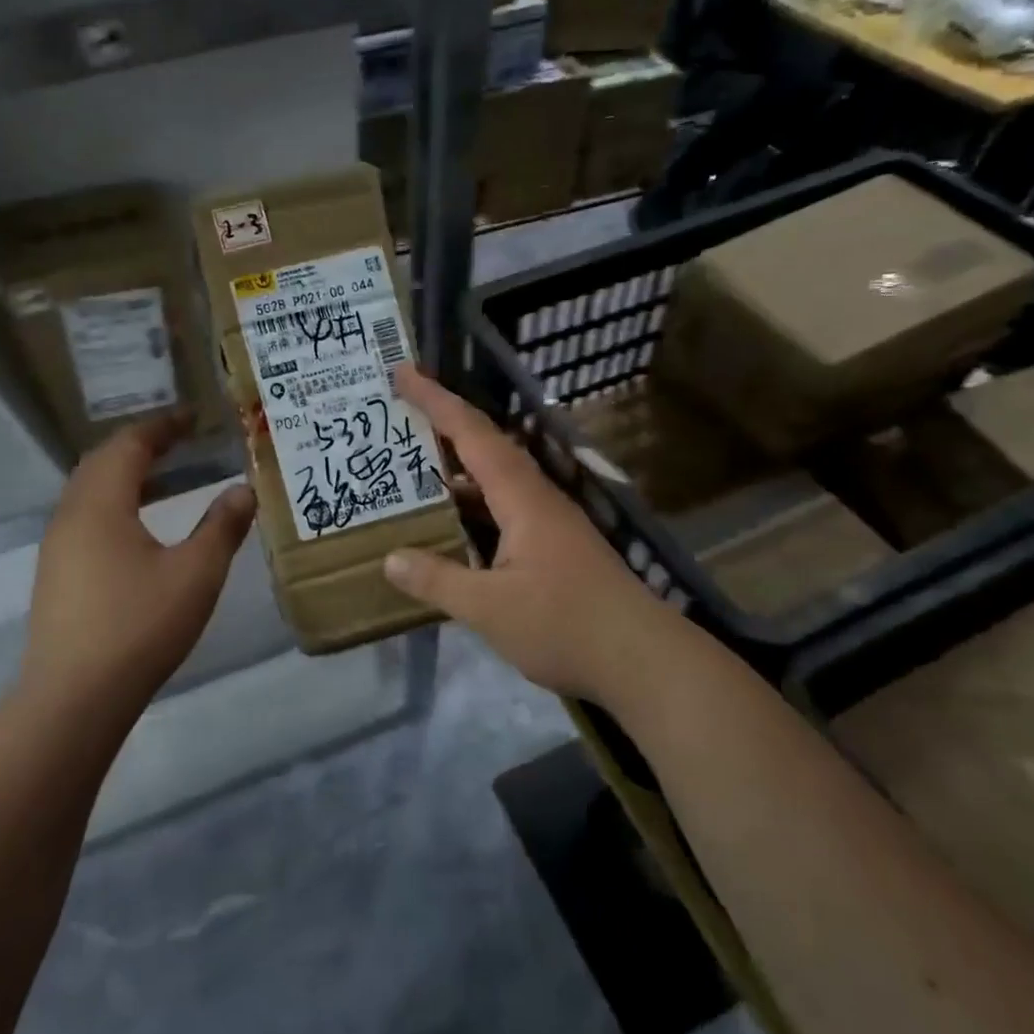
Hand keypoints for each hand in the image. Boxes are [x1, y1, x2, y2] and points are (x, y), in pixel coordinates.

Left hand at [21, 415, 255, 711]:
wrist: (74, 697)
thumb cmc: (140, 626)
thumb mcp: (196, 574)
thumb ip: (222, 527)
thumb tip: (243, 489)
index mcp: (101, 505)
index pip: (129, 445)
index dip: (162, 426)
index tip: (193, 417)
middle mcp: (70, 516)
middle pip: (102, 462)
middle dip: (141, 445)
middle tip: (179, 440)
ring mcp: (57, 548)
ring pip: (89, 491)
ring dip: (125, 475)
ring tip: (165, 477)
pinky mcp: (56, 575)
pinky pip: (85, 518)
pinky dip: (114, 503)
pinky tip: (139, 528)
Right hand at [381, 366, 684, 707]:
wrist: (643, 661)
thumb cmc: (564, 625)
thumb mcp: (488, 607)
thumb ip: (437, 579)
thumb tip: (390, 559)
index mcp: (523, 498)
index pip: (473, 435)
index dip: (436, 402)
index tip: (403, 373)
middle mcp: (538, 499)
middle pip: (487, 447)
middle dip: (445, 423)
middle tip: (402, 411)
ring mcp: (551, 523)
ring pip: (498, 480)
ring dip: (459, 467)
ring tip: (416, 464)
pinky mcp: (557, 548)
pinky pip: (506, 508)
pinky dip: (474, 504)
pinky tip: (455, 524)